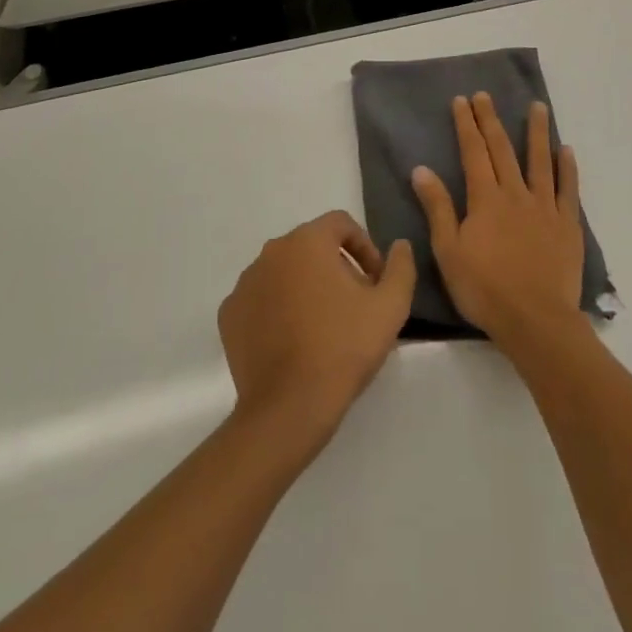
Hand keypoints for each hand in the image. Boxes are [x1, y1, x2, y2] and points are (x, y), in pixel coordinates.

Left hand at [218, 212, 415, 449]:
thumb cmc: (343, 348)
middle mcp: (271, 251)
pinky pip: (261, 299)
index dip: (364, 247)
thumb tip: (399, 246)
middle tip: (354, 304)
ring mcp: (246, 283)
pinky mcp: (229, 314)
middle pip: (311, 247)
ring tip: (324, 325)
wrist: (289, 407)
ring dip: (306, 287)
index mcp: (307, 241)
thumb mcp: (391, 307)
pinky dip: (278, 309)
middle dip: (336, 267)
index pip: (340, 224)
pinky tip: (293, 340)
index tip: (375, 281)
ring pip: (284, 272)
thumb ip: (401, 268)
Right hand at [411, 93, 584, 344]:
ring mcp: (545, 208)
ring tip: (537, 106)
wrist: (536, 321)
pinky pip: (568, 190)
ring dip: (537, 132)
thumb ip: (438, 208)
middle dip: (491, 120)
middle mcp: (515, 194)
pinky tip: (567, 150)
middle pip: (502, 150)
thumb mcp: (449, 251)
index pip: (473, 153)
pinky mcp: (568, 225)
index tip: (462, 100)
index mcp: (485, 199)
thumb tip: (421, 169)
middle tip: (485, 95)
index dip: (467, 125)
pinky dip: (567, 168)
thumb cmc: (485, 289)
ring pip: (540, 161)